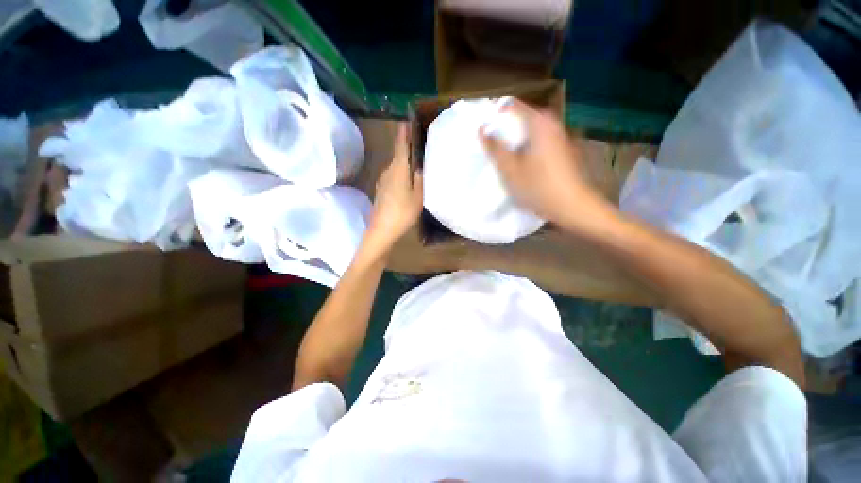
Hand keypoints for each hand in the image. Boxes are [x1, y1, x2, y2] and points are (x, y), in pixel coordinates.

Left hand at [365, 125, 422, 253]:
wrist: (381, 230)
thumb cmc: (402, 213)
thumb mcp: (418, 197)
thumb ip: (419, 179)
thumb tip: (417, 167)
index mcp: (398, 169)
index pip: (400, 144)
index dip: (403, 131)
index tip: (407, 119)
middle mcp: (388, 171)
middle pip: (398, 154)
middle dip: (407, 147)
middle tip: (420, 145)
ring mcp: (382, 181)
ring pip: (395, 166)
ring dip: (404, 162)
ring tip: (416, 164)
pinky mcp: (381, 190)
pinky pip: (393, 176)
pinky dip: (400, 174)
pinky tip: (407, 182)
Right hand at [480, 99, 612, 231]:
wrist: (572, 206)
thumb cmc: (538, 186)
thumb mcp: (510, 169)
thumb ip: (495, 147)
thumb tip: (482, 129)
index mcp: (539, 122)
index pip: (510, 105)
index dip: (494, 115)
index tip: (483, 132)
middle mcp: (551, 122)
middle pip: (521, 117)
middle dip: (504, 129)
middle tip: (490, 147)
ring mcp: (559, 135)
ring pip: (529, 130)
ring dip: (514, 139)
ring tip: (503, 156)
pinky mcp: (562, 147)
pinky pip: (538, 139)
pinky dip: (526, 146)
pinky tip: (521, 163)